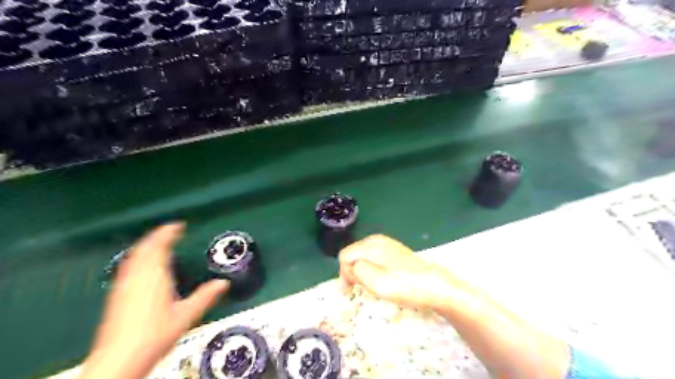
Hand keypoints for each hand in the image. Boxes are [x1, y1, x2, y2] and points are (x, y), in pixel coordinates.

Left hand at [79, 223, 228, 378]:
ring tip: (158, 242)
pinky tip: (143, 264)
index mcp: (154, 276)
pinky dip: (138, 257)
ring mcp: (124, 285)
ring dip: (146, 245)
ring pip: (134, 256)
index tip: (178, 225)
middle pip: (144, 248)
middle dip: (157, 236)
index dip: (167, 233)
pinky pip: (128, 266)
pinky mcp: (118, 294)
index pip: (159, 246)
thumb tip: (224, 283)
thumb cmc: (155, 335)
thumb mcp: (187, 315)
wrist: (120, 359)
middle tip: (170, 230)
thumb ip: (206, 296)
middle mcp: (137, 277)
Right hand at [341, 236, 456, 309]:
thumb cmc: (404, 285)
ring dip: (362, 271)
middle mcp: (376, 240)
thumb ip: (357, 271)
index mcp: (370, 245)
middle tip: (361, 289)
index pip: (344, 256)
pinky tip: (381, 278)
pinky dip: (371, 268)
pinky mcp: (393, 250)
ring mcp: (385, 243)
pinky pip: (373, 257)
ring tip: (371, 286)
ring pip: (362, 256)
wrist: (433, 285)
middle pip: (352, 254)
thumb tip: (351, 267)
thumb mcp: (376, 282)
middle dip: (352, 272)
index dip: (344, 274)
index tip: (350, 290)